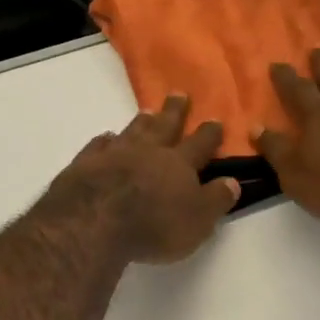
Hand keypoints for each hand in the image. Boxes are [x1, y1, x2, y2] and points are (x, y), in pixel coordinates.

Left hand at [45, 96, 240, 263]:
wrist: (93, 221)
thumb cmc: (153, 225)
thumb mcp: (198, 220)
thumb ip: (216, 199)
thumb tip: (233, 181)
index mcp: (179, 163)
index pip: (200, 143)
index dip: (209, 133)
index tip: (215, 119)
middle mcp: (148, 150)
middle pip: (165, 125)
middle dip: (175, 110)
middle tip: (179, 94)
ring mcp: (114, 153)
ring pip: (132, 130)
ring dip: (142, 121)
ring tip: (147, 111)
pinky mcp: (86, 162)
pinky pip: (98, 145)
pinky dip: (104, 140)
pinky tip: (106, 138)